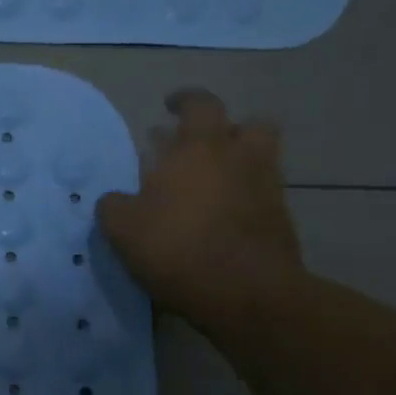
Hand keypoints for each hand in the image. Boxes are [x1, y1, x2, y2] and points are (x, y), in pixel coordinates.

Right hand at [97, 90, 303, 328]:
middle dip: (227, 131)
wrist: (247, 293)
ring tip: (209, 188)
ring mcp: (267, 189)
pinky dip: (244, 201)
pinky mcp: (281, 222)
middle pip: (249, 125)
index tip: (170, 106)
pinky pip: (261, 197)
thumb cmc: (178, 247)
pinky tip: (219, 222)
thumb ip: (113, 206)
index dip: (185, 100)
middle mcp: (241, 158)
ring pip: (260, 161)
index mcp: (201, 147)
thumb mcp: (123, 228)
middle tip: (201, 149)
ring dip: (238, 166)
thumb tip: (114, 200)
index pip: (200, 104)